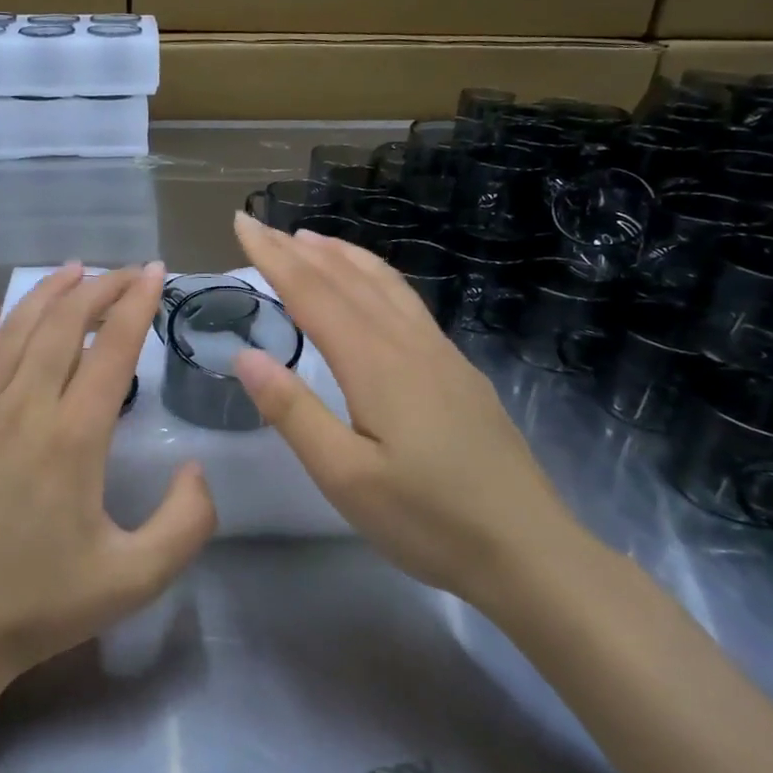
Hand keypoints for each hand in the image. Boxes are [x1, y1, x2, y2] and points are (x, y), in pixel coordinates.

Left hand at [0, 263, 216, 680]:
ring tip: (74, 271)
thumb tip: (196, 469)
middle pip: (64, 324)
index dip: (137, 304)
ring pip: (16, 330)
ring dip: (48, 294)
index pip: (113, 348)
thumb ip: (186, 522)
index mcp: (73, 437)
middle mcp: (24, 407)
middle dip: (99, 289)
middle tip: (125, 272)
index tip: (155, 273)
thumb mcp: (135, 579)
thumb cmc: (40, 603)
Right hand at [231, 214, 584, 604]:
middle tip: (262, 225)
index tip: (242, 223)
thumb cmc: (428, 520)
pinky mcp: (459, 370)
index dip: (273, 257)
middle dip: (299, 248)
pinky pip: (407, 302)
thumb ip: (294, 412)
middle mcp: (408, 343)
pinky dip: (376, 277)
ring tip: (310, 239)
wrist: (529, 549)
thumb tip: (246, 355)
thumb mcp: (345, 477)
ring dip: (342, 254)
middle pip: (346, 279)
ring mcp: (440, 353)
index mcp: (375, 363)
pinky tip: (373, 288)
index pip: (312, 293)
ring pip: (384, 284)